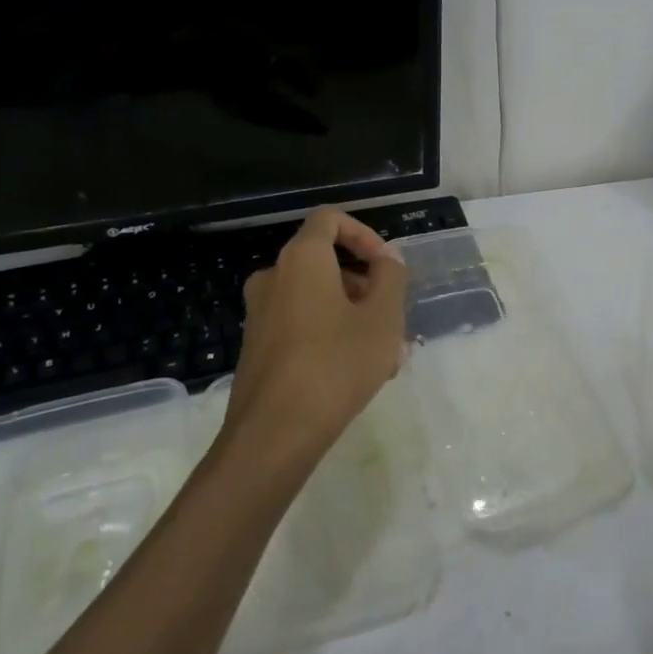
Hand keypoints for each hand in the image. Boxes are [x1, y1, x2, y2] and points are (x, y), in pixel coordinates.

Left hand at [227, 208, 409, 461]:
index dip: (364, 233)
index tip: (386, 266)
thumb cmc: (336, 364)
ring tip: (388, 356)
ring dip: (355, 315)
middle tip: (395, 320)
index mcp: (302, 259)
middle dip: (366, 286)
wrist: (273, 434)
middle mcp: (274, 277)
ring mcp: (260, 314)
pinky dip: (331, 334)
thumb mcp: (383, 317)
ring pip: (318, 299)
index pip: (330, 219)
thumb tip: (387, 257)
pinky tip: (358, 373)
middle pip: (327, 263)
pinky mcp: (257, 347)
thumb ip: (391, 277)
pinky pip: (302, 325)